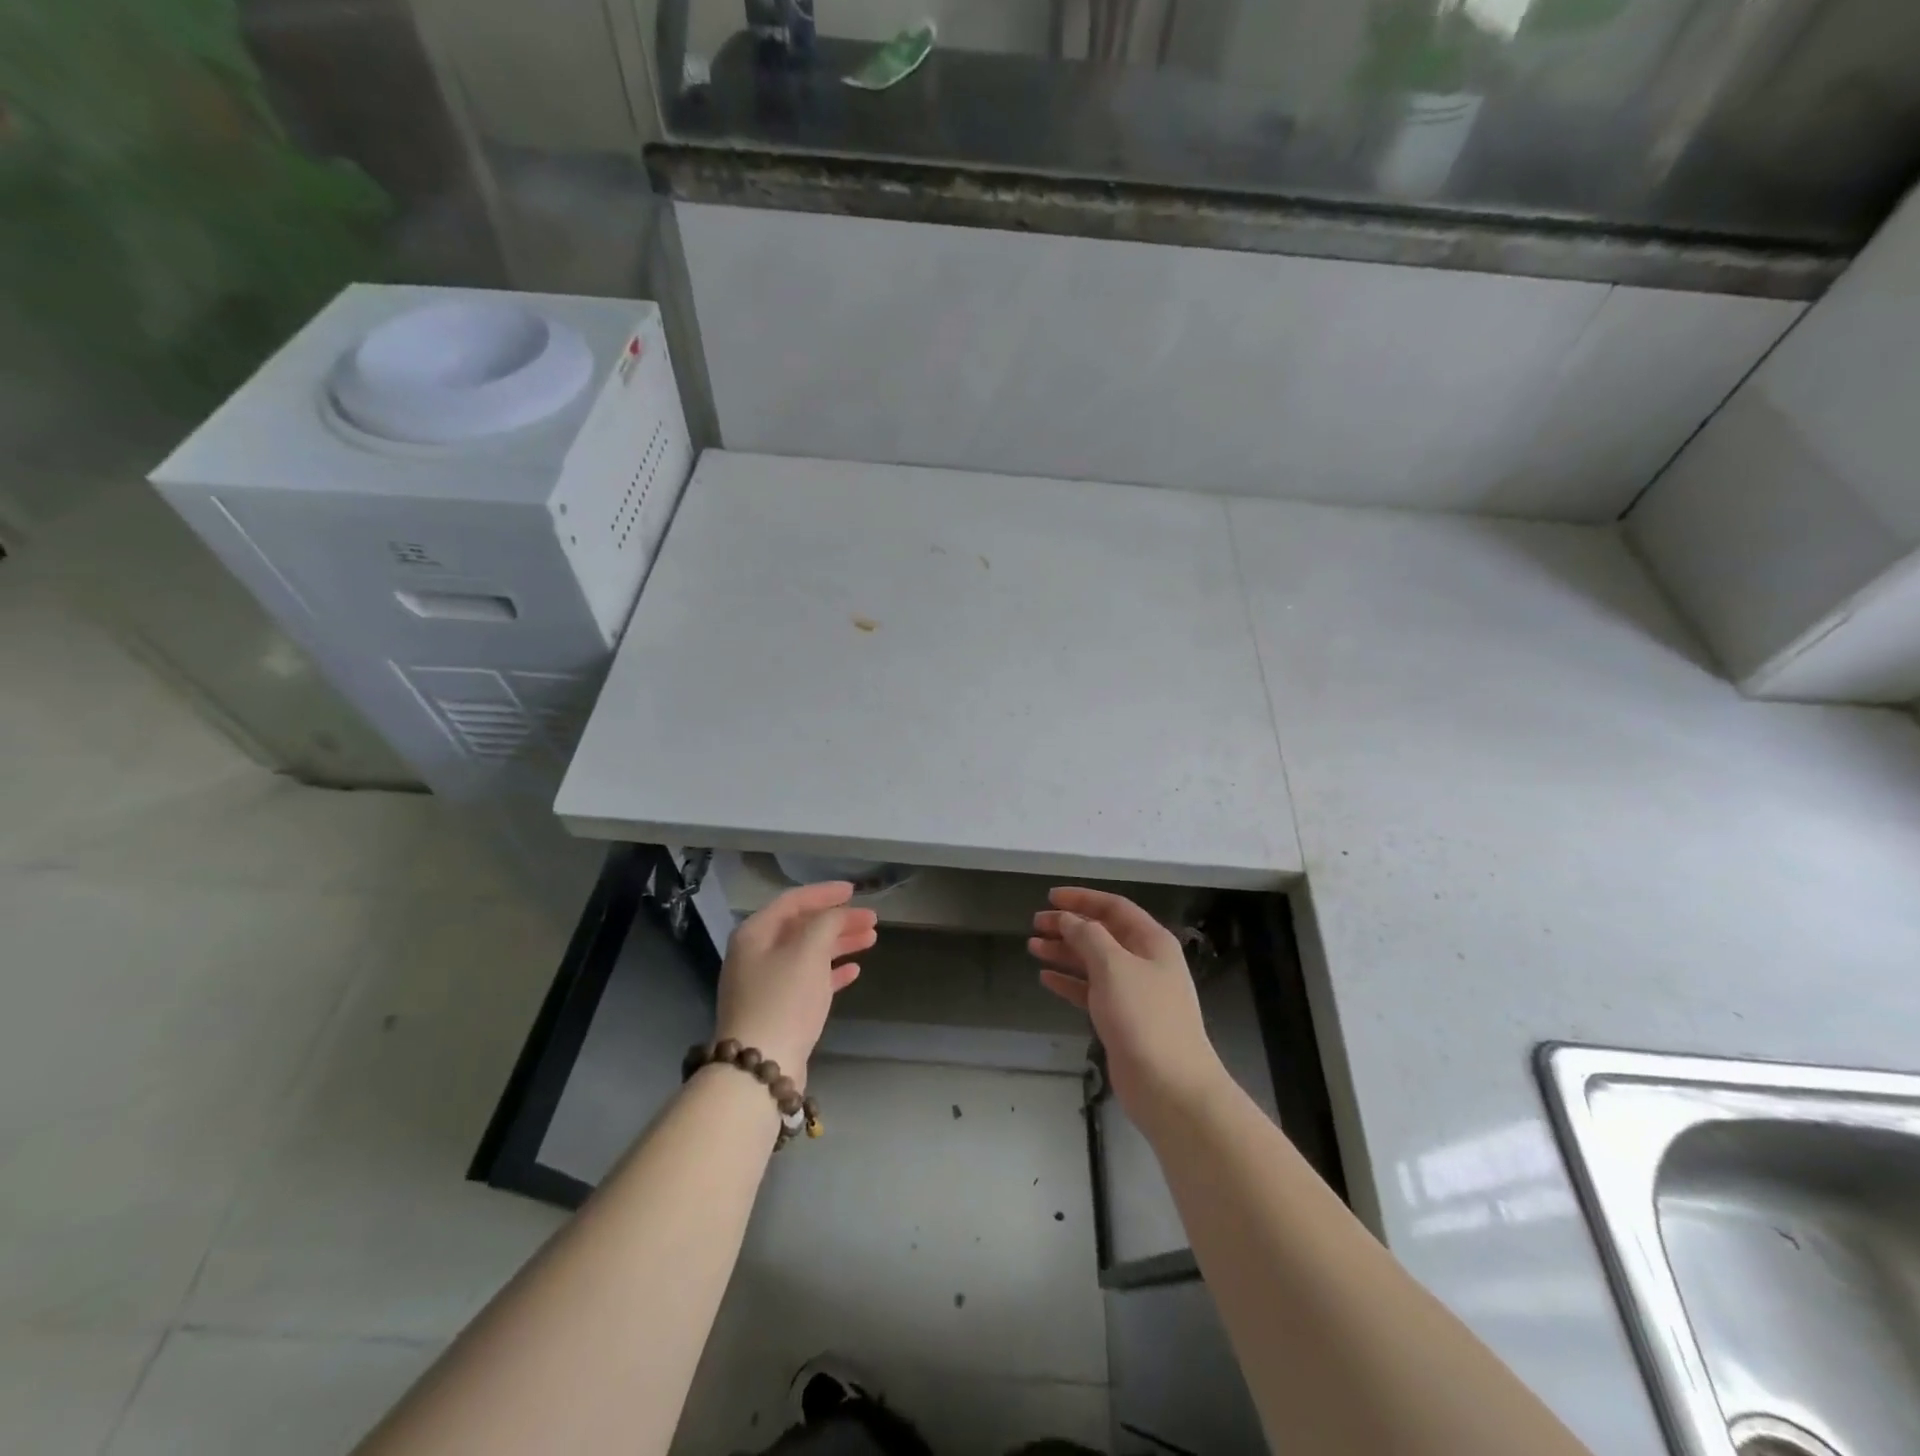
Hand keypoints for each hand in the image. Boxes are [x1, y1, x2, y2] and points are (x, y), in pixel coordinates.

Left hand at [714, 881, 877, 1088]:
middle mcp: (756, 954)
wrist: (760, 1067)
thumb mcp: (808, 951)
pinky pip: (809, 980)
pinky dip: (831, 972)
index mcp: (755, 933)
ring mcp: (766, 984)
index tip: (854, 891)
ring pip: (808, 953)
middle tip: (872, 920)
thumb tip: (837, 916)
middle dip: (838, 920)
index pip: (793, 901)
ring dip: (839, 944)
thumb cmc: (783, 999)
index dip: (824, 893)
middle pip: (802, 927)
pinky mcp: (779, 1010)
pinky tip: (854, 970)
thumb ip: (826, 924)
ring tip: (871, 940)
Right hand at [1030, 887, 1224, 1123]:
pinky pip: (1091, 991)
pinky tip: (1046, 978)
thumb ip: (1087, 936)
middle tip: (1035, 923)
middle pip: (1102, 933)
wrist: (1170, 1087)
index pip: (1114, 907)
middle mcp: (1144, 961)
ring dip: (1065, 952)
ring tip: (1032, 947)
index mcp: (1151, 941)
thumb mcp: (1113, 966)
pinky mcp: (1122, 1020)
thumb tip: (1068, 918)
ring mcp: (1134, 992)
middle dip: (1069, 925)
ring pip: (1094, 962)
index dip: (1082, 899)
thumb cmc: (1144, 1017)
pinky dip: (1069, 982)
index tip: (1050, 897)